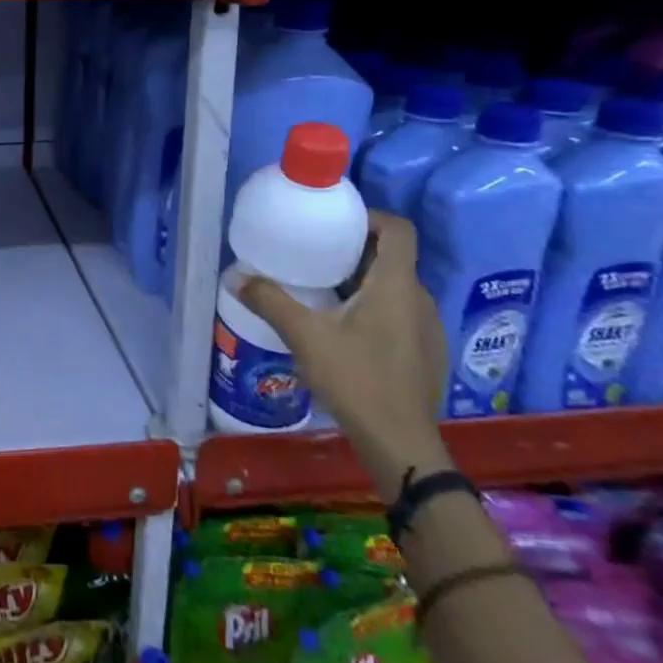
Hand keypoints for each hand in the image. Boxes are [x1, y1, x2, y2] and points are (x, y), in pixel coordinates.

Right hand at [240, 211, 453, 500]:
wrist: (401, 444)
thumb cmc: (357, 379)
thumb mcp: (305, 336)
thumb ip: (270, 301)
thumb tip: (235, 276)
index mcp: (396, 285)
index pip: (397, 230)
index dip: (370, 217)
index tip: (335, 224)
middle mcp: (419, 299)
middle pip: (392, 258)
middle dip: (354, 251)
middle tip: (313, 256)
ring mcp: (427, 328)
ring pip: (394, 288)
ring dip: (362, 281)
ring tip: (321, 291)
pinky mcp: (425, 352)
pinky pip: (399, 313)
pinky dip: (372, 307)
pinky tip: (343, 330)